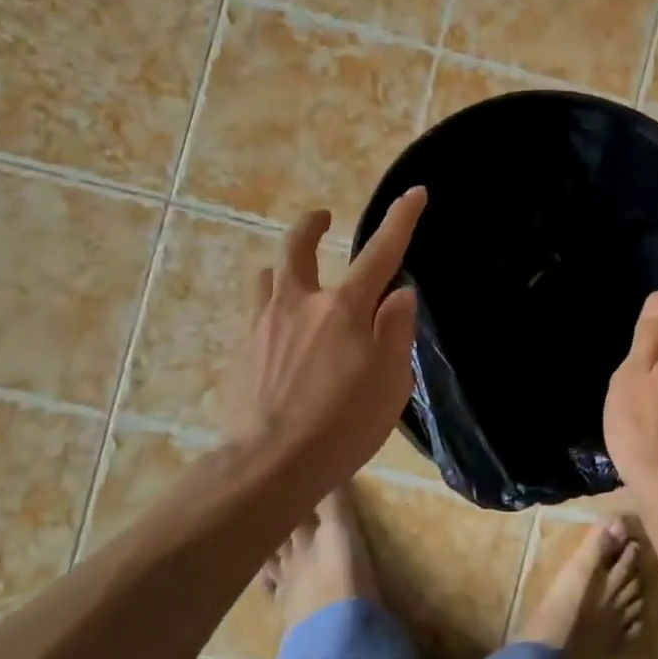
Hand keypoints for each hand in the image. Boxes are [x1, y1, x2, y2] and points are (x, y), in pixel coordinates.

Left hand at [231, 188, 426, 490]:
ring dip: (284, 267)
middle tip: (322, 218)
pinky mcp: (242, 352)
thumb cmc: (342, 424)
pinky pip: (256, 312)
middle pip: (297, 246)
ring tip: (296, 278)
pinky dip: (272, 306)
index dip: (401, 220)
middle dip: (311, 225)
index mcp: (342, 308)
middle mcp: (298, 303)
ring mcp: (263, 325)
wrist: (268, 466)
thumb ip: (396, 330)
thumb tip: (400, 293)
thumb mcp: (391, 381)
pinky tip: (281, 332)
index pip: (380, 252)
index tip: (415, 192)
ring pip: (268, 276)